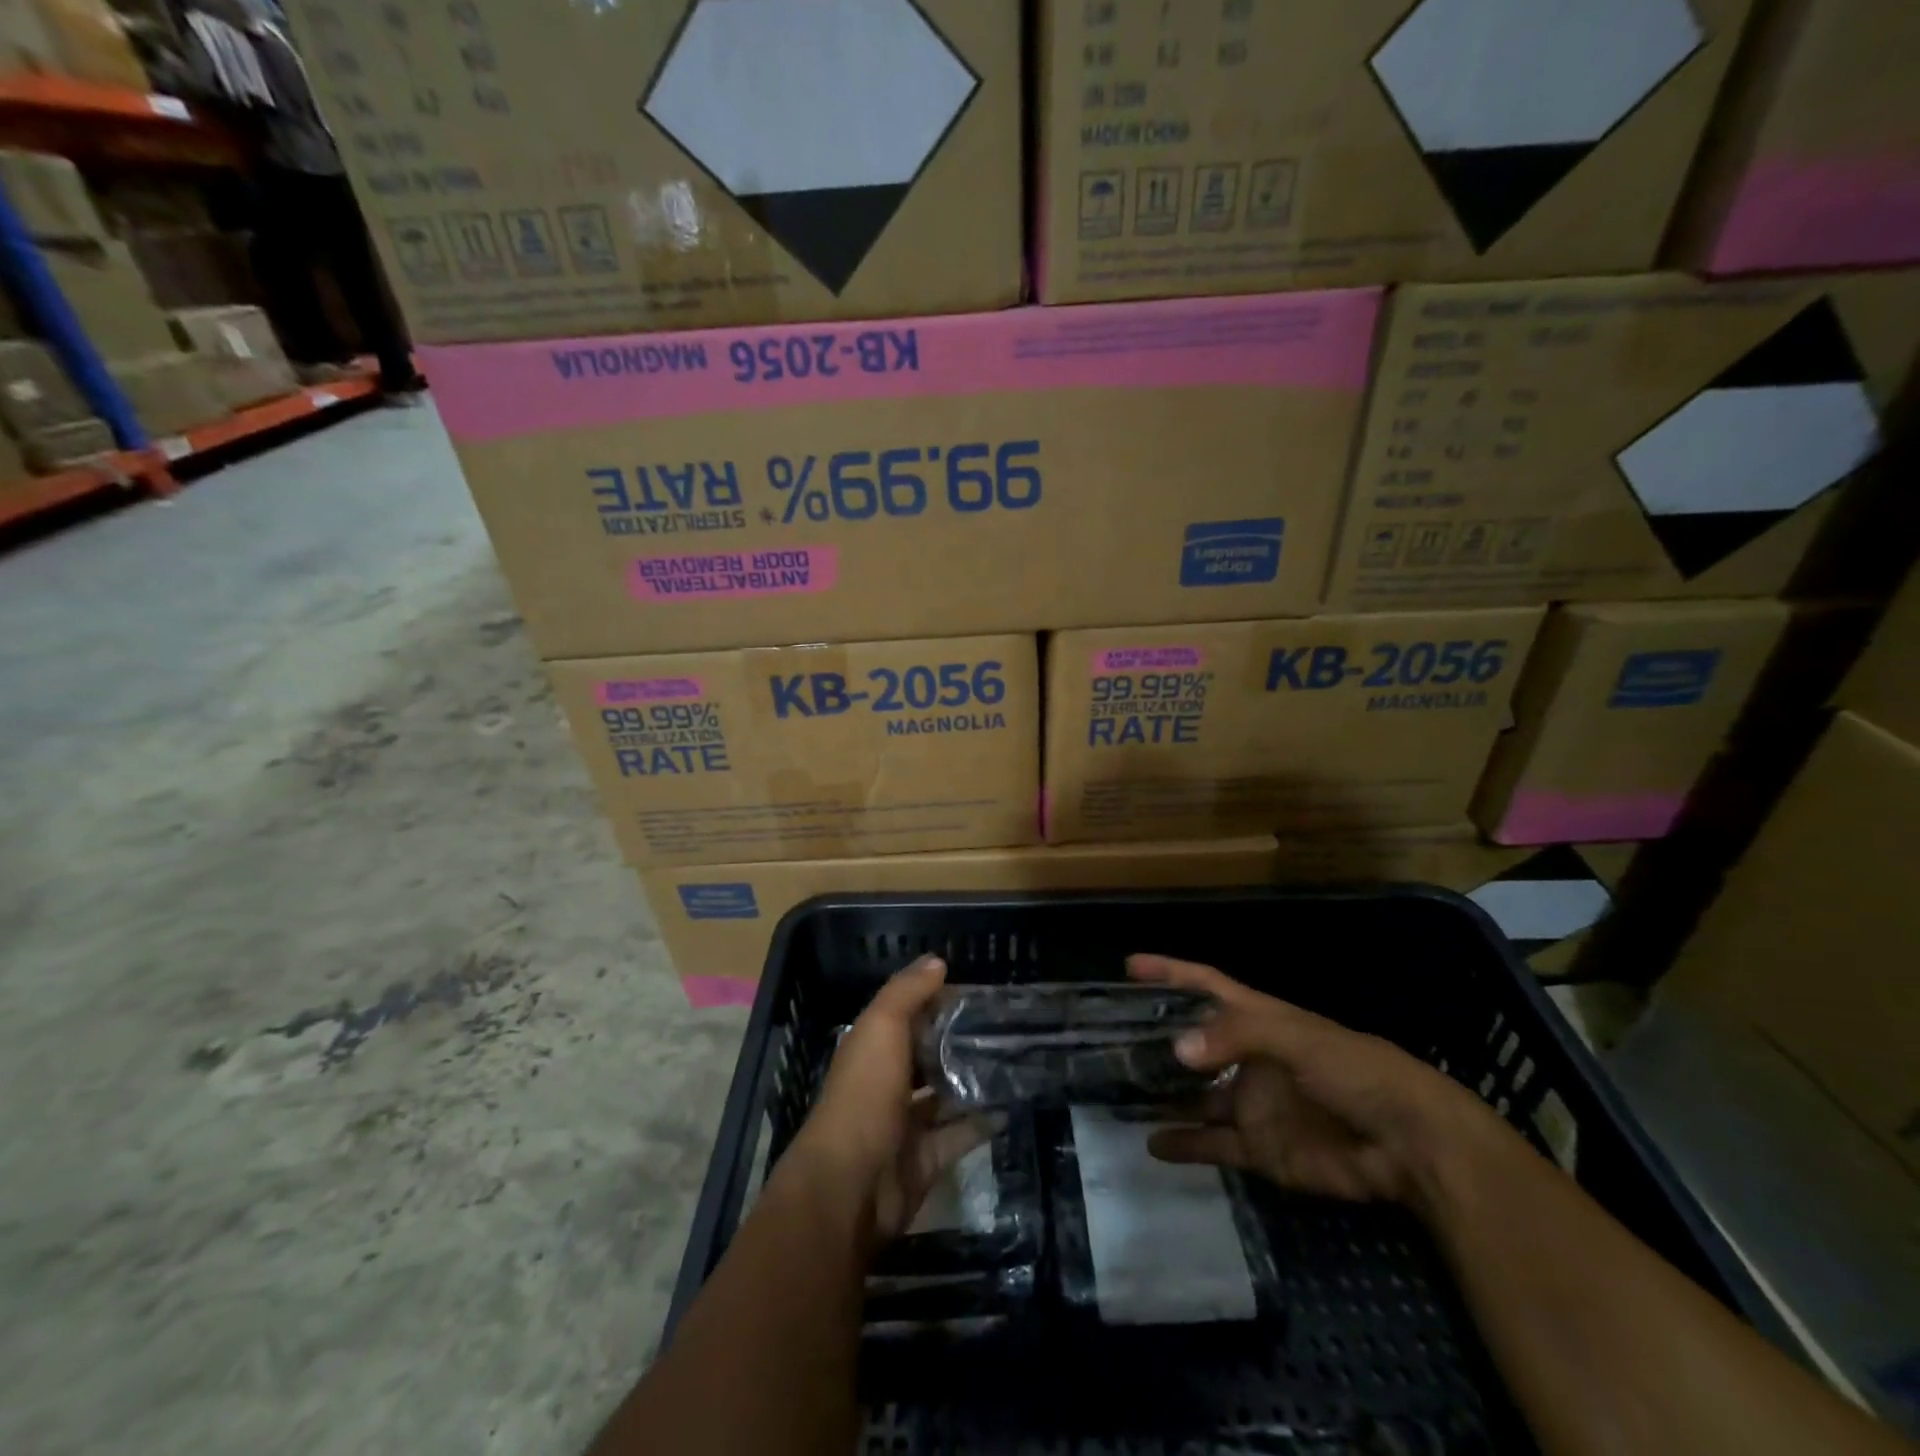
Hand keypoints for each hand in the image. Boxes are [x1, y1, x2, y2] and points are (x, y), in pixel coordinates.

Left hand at [784, 956, 990, 1244]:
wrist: (849, 1189)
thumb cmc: (863, 1097)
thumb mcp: (881, 1029)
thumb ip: (906, 993)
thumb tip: (937, 960)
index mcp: (871, 1048)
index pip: (907, 1015)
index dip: (937, 1000)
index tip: (979, 990)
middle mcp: (886, 1082)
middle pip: (927, 1055)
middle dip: (960, 1041)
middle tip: (1007, 1025)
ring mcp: (905, 1124)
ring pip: (945, 1095)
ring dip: (973, 1081)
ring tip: (1016, 1060)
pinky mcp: (925, 1160)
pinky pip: (958, 1136)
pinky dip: (981, 1124)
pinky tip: (1010, 1105)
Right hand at [1130, 954, 1495, 1208]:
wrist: (1409, 1145)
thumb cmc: (1355, 1071)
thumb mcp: (1296, 1038)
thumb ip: (1236, 1037)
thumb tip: (1177, 1049)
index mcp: (1259, 1019)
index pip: (1206, 986)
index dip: (1170, 972)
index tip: (1130, 965)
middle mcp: (1248, 1057)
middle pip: (1192, 1043)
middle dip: (1155, 1039)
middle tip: (1106, 1040)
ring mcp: (1252, 1103)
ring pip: (1195, 1095)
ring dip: (1162, 1093)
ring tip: (1118, 1091)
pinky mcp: (1260, 1148)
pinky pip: (1213, 1144)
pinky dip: (1185, 1145)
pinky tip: (1152, 1143)